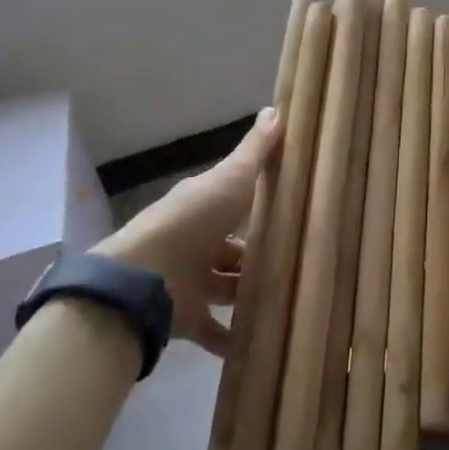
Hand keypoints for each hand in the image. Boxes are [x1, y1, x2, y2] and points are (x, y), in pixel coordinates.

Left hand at [94, 108, 282, 354]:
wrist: (147, 279)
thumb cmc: (195, 220)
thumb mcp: (233, 176)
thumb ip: (256, 150)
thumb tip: (275, 108)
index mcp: (205, 207)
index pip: (236, 203)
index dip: (260, 205)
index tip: (293, 208)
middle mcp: (197, 243)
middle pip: (233, 248)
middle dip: (258, 254)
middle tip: (300, 259)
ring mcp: (191, 283)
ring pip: (227, 287)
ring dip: (250, 293)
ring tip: (291, 296)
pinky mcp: (188, 320)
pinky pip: (216, 332)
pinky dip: (234, 338)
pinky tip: (263, 341)